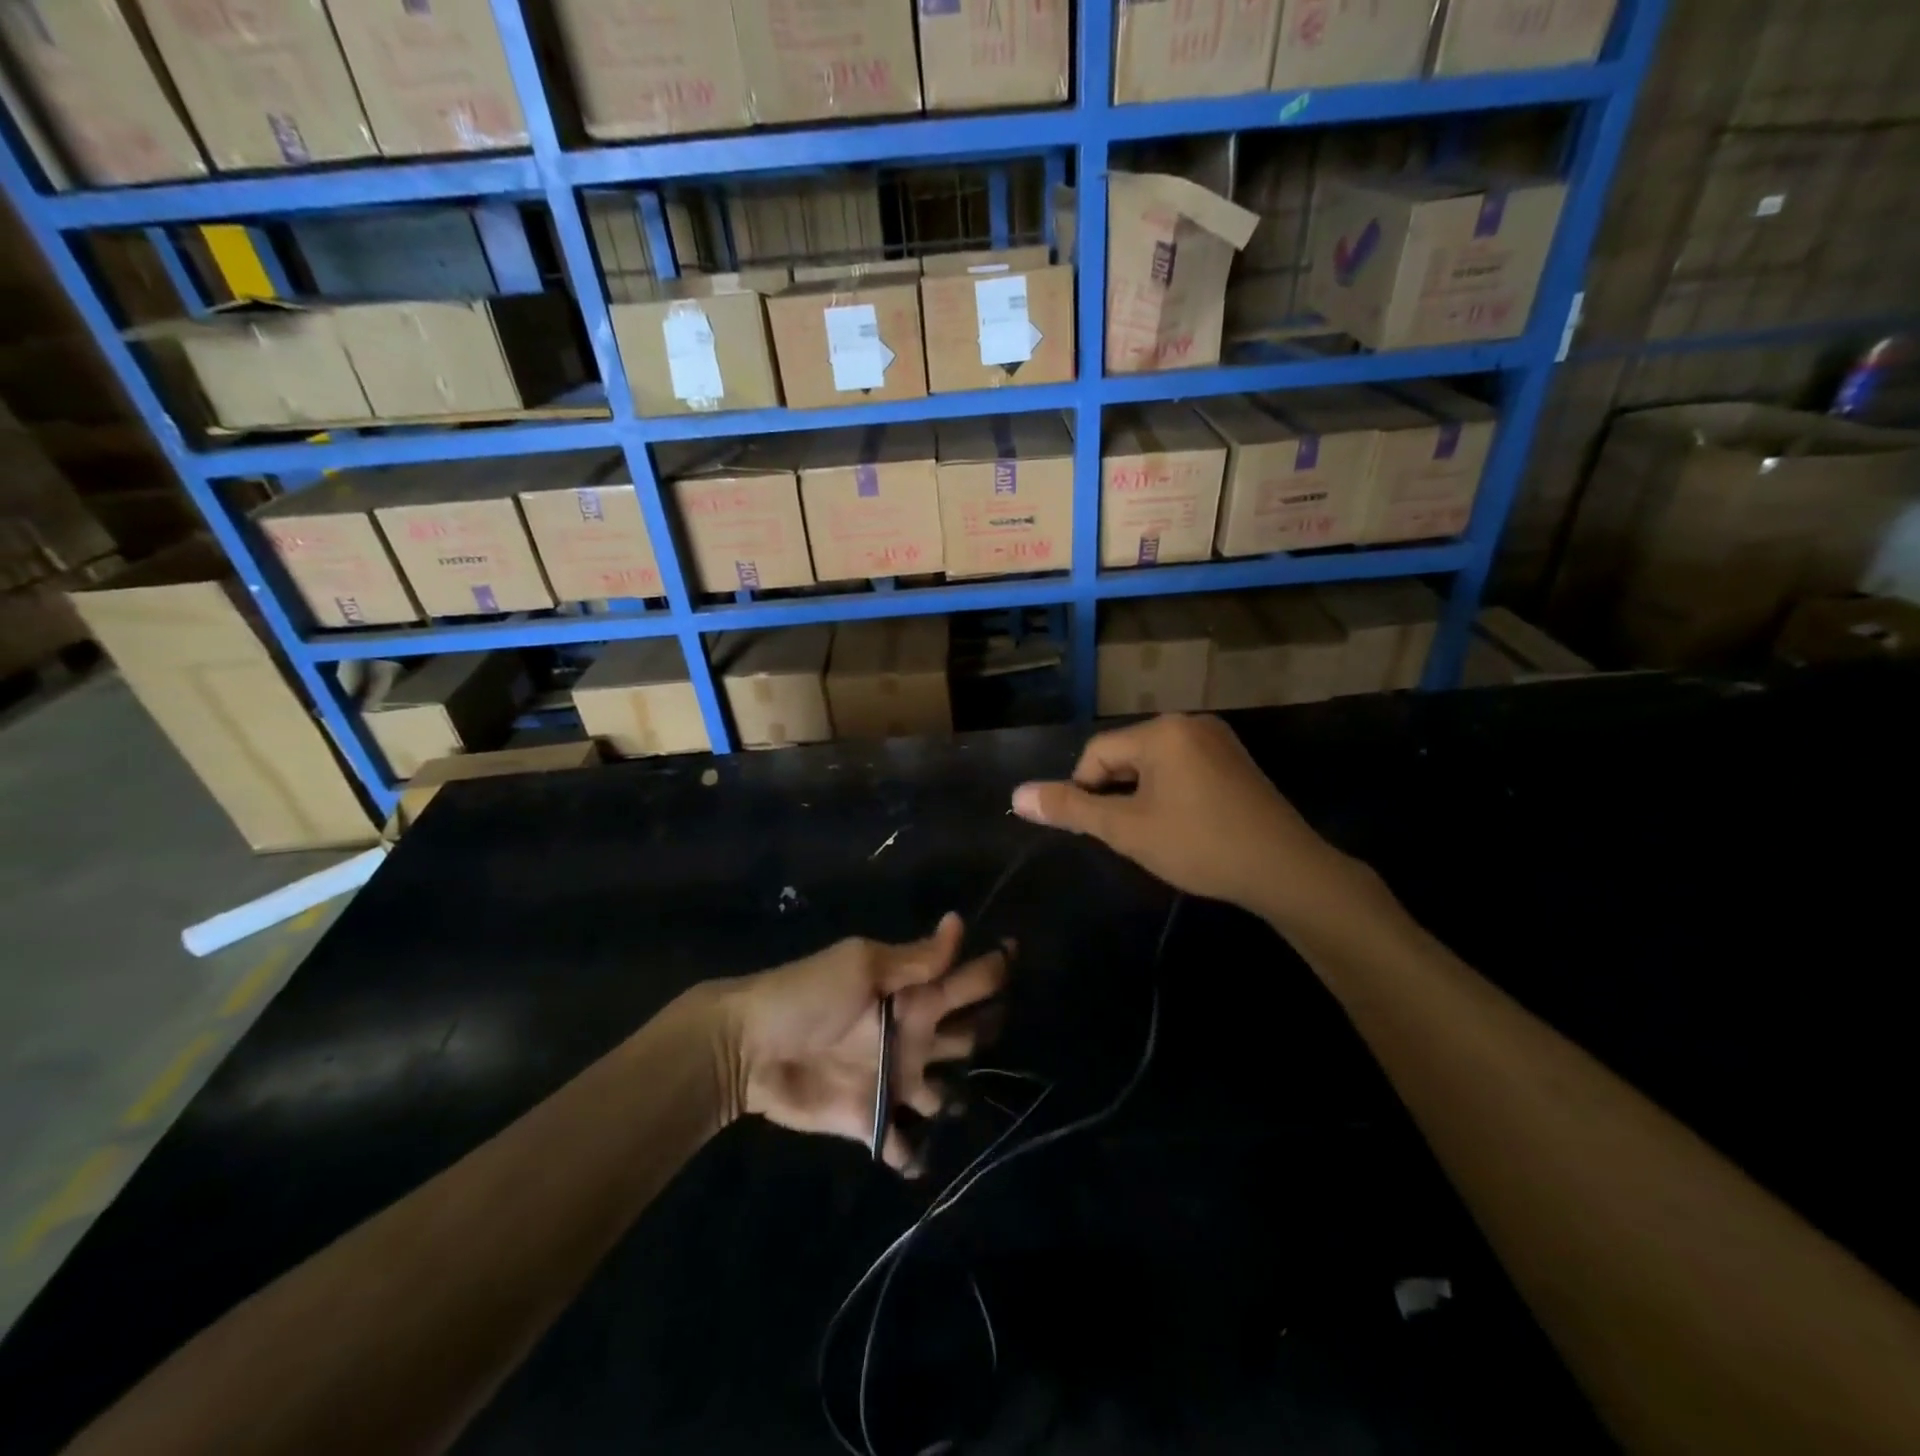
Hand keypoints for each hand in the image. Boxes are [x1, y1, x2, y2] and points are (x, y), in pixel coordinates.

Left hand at [721, 914, 1007, 1170]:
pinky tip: (921, 1159)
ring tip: (969, 1106)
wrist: (748, 1048)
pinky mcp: (870, 1120)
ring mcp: (895, 1080)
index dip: (993, 969)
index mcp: (914, 996)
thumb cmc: (808, 996)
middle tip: (1001, 1034)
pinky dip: (912, 1154)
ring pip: (944, 1094)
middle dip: (987, 1034)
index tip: (1018, 957)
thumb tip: (960, 922)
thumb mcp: (862, 966)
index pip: (966, 980)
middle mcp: (914, 1036)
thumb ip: (914, 959)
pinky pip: (900, 1142)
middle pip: (967, 1036)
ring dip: (956, 1101)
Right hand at [1010, 714, 1360, 929]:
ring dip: (1142, 796)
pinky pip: (1183, 769)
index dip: (1086, 792)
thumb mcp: (1126, 830)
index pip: (1097, 753)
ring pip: (1154, 764)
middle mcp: (1189, 723)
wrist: (1286, 870)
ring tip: (1157, 835)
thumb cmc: (1199, 845)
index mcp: (1161, 731)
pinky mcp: (1235, 761)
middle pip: (1126, 755)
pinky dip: (1171, 793)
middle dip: (1118, 794)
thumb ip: (1071, 809)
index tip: (1101, 830)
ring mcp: (1218, 740)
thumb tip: (1016, 795)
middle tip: (1131, 836)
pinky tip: (1184, 826)